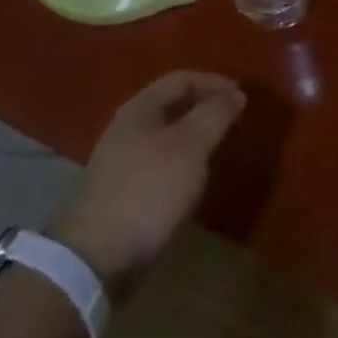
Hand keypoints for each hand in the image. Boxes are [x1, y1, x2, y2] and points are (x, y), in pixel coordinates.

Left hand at [46, 71, 245, 297]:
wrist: (94, 258)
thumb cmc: (147, 191)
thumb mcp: (189, 147)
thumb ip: (213, 115)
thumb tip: (235, 94)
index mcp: (140, 108)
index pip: (181, 79)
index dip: (214, 83)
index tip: (243, 99)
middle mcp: (126, 128)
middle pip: (171, 106)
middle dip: (204, 108)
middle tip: (234, 122)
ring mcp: (119, 162)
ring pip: (165, 137)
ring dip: (193, 138)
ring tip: (219, 150)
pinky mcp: (120, 194)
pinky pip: (158, 165)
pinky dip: (181, 164)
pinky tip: (192, 182)